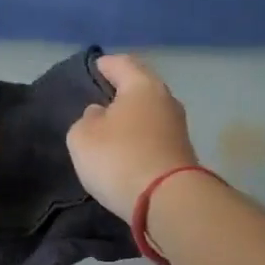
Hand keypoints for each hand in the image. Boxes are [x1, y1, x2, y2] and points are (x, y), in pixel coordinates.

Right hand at [67, 54, 197, 221]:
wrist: (167, 201)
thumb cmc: (120, 158)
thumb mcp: (83, 136)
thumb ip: (87, 119)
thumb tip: (100, 114)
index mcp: (142, 85)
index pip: (122, 63)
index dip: (105, 64)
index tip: (94, 67)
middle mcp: (166, 100)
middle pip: (141, 87)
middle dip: (122, 90)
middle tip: (100, 97)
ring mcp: (178, 128)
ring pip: (150, 113)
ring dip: (132, 117)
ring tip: (110, 125)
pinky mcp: (181, 154)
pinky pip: (155, 136)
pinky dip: (141, 138)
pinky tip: (127, 148)